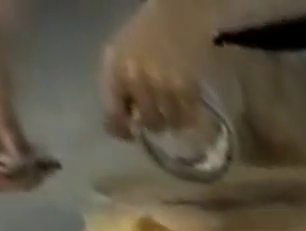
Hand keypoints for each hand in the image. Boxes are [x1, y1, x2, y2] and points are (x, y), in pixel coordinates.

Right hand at [0, 18, 47, 190]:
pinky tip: (48, 163)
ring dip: (25, 173)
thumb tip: (20, 161)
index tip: (19, 176)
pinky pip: (12, 154)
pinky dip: (30, 163)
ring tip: (49, 169)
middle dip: (13, 177)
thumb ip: (5, 126)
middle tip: (42, 176)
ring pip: (1, 164)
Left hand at [101, 0, 209, 139]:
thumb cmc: (145, 37)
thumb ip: (119, 87)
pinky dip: (190, 119)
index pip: (114, 108)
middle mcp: (139, 79)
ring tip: (174, 108)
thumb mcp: (121, 55)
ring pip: (171, 124)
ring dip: (174, 122)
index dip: (118, 127)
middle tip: (158, 117)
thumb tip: (122, 126)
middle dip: (152, 124)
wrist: (176, 19)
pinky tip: (188, 107)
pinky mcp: (188, 91)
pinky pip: (190, 120)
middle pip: (148, 123)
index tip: (123, 135)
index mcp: (117, 68)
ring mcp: (165, 86)